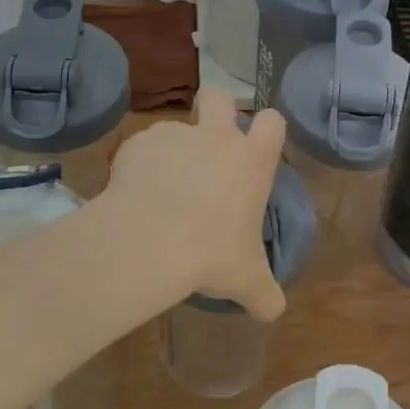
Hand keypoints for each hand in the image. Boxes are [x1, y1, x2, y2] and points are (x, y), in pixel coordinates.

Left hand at [103, 88, 288, 319]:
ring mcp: (173, 136)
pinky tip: (135, 196)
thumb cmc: (211, 254)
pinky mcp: (136, 144)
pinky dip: (141, 165)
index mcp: (250, 160)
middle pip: (219, 96)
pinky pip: (142, 147)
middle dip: (216, 109)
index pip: (273, 120)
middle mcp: (215, 137)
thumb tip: (274, 312)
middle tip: (208, 143)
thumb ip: (266, 294)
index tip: (256, 148)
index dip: (267, 129)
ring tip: (162, 188)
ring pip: (176, 127)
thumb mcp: (246, 280)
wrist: (149, 241)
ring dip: (174, 149)